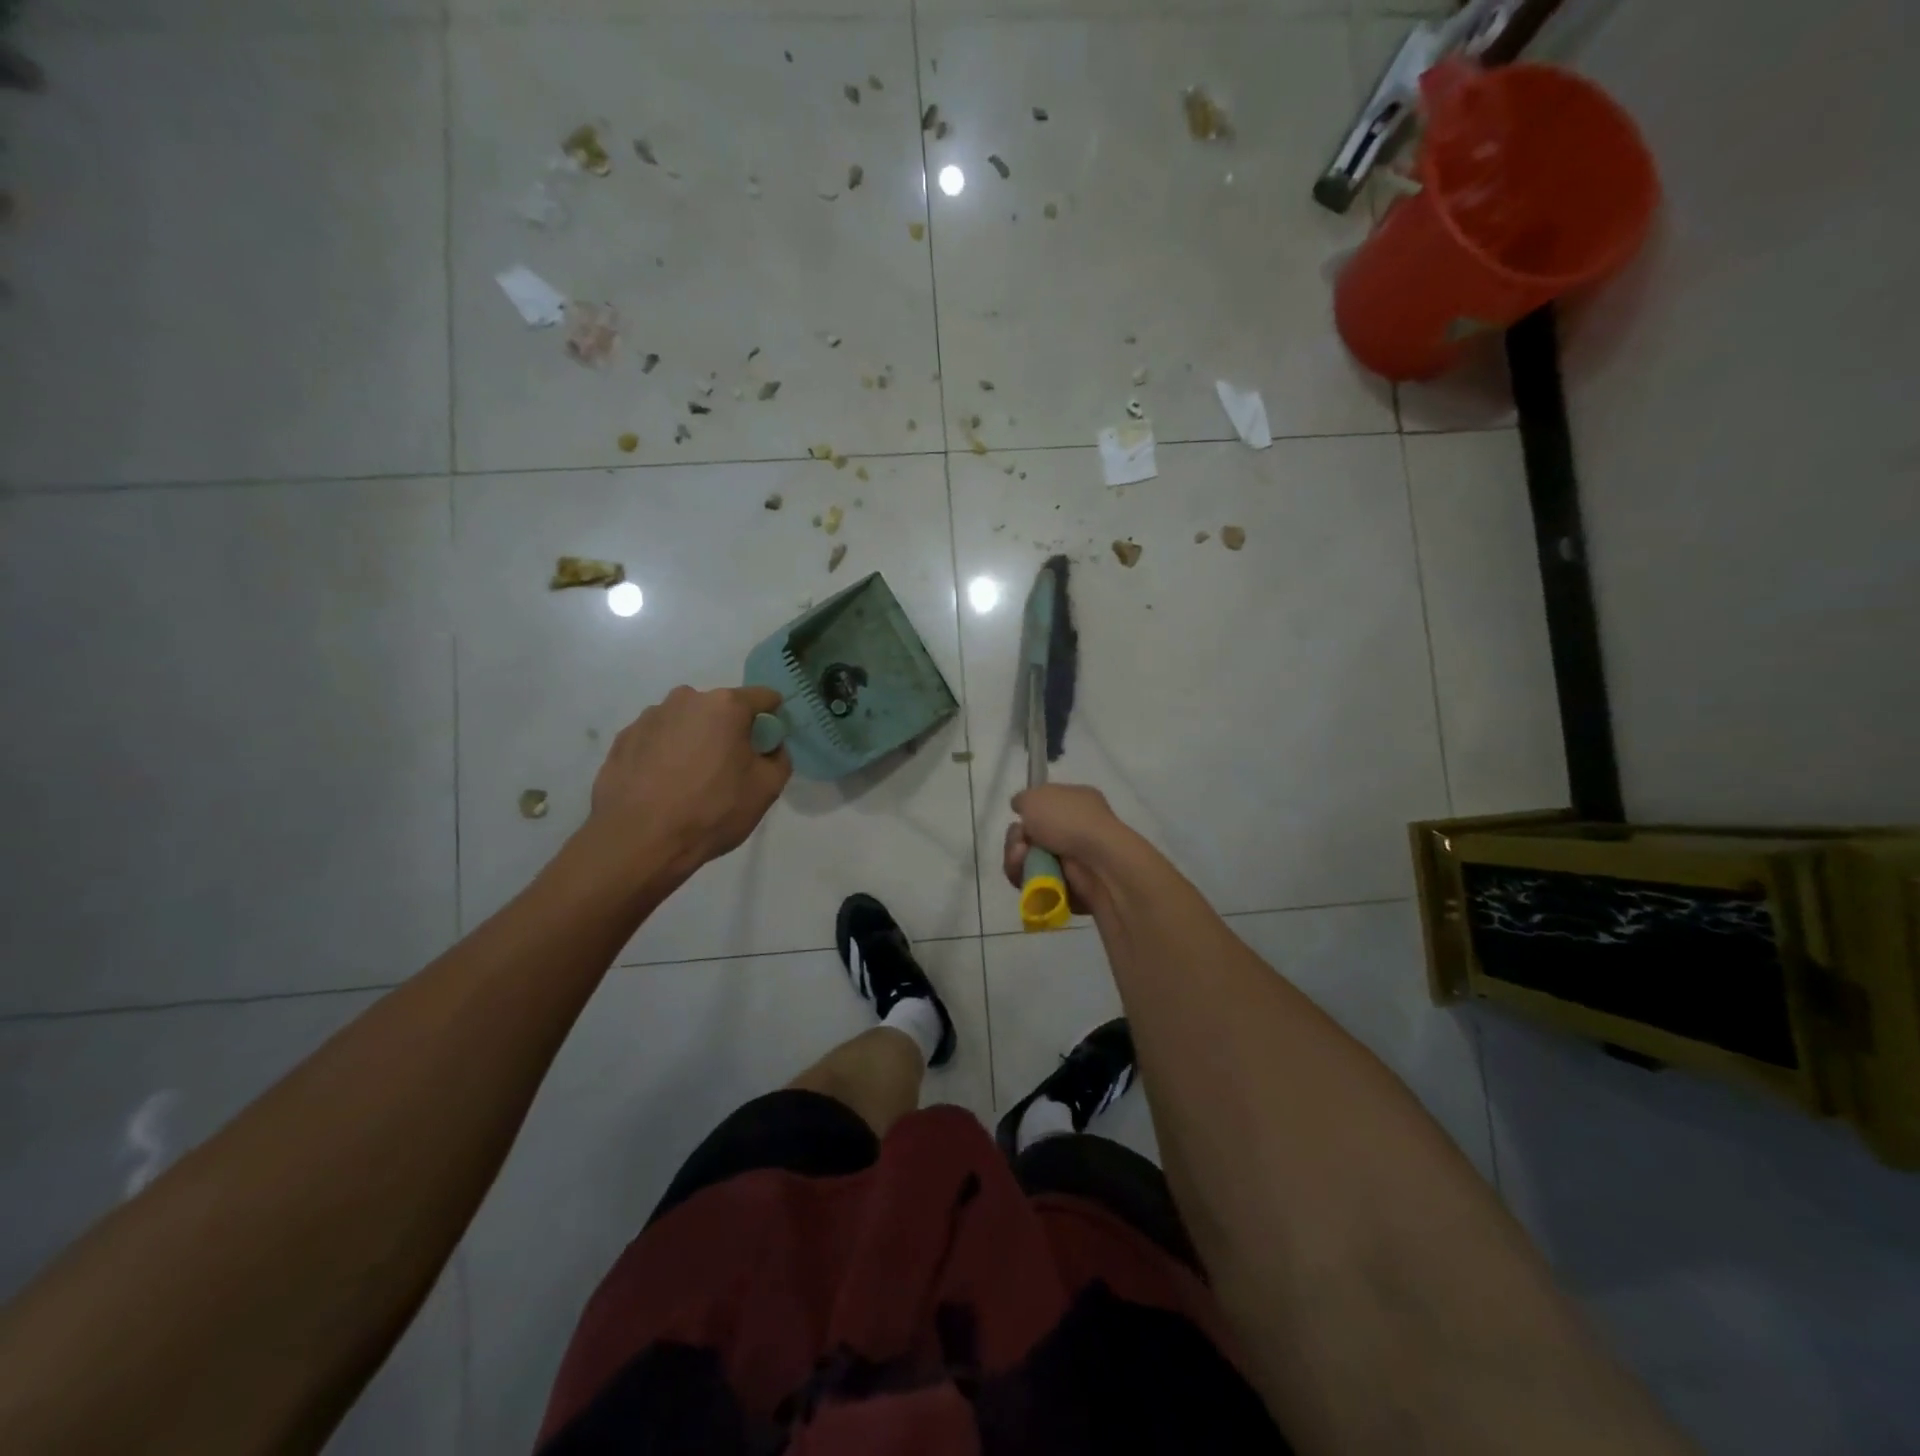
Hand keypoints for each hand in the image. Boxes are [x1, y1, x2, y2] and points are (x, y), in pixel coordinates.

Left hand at [590, 686, 791, 876]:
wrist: (638, 841)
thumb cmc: (712, 811)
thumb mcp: (767, 790)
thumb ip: (779, 758)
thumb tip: (769, 747)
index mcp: (726, 706)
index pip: (764, 698)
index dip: (772, 720)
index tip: (767, 747)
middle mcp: (686, 699)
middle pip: (722, 708)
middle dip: (730, 731)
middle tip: (728, 770)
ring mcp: (649, 717)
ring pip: (687, 722)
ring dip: (695, 741)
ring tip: (690, 781)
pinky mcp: (623, 738)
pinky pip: (658, 738)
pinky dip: (665, 754)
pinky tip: (662, 786)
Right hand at [1002, 783, 1129, 913]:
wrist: (1098, 861)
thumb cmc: (1069, 821)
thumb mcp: (1036, 796)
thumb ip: (1023, 799)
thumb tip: (1021, 808)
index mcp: (1075, 802)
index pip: (1044, 807)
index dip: (1027, 813)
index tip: (1019, 817)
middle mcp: (1075, 830)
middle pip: (1030, 837)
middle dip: (1016, 840)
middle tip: (1020, 844)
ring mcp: (1072, 860)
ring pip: (1028, 862)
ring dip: (1017, 860)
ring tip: (1022, 859)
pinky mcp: (1067, 888)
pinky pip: (1035, 884)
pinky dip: (1027, 880)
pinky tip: (1031, 876)